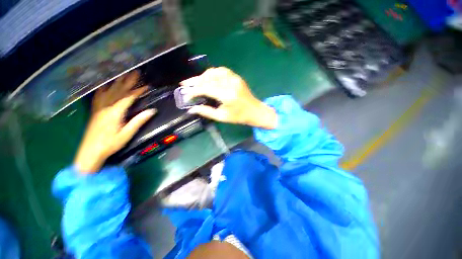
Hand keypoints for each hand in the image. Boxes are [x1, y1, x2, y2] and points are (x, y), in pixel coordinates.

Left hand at [74, 71, 155, 172]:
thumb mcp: (127, 134)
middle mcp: (106, 107)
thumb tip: (152, 111)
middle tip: (135, 73)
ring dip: (117, 82)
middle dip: (128, 81)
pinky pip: (99, 96)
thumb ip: (139, 121)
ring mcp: (99, 108)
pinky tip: (106, 85)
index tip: (146, 86)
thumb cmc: (110, 144)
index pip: (128, 97)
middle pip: (118, 91)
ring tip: (123, 74)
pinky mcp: (95, 110)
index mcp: (115, 113)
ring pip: (108, 91)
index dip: (137, 91)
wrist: (90, 151)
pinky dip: (104, 88)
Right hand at [180, 67, 277, 128]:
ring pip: (214, 72)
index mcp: (227, 95)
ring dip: (202, 76)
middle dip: (194, 81)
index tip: (186, 95)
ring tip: (195, 82)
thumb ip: (206, 112)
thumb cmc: (239, 117)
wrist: (255, 111)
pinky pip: (221, 71)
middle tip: (184, 84)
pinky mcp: (236, 77)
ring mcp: (234, 78)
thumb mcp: (222, 117)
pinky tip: (207, 78)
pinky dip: (212, 73)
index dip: (194, 91)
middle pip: (208, 78)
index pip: (206, 88)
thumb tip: (192, 109)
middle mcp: (230, 83)